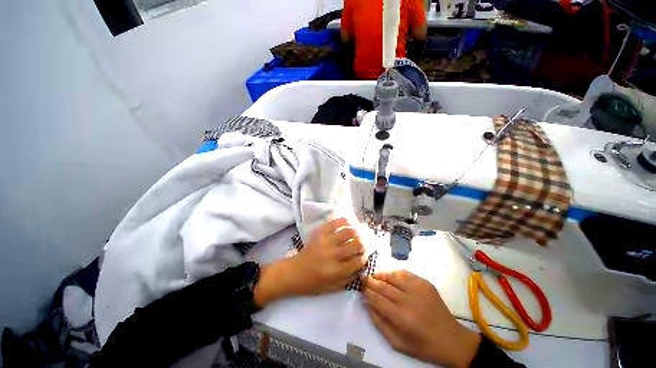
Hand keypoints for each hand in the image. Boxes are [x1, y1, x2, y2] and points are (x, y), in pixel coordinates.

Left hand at [254, 218, 365, 305]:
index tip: (365, 255)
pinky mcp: (320, 233)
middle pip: (356, 244)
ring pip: (348, 231)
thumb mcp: (332, 288)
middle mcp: (332, 254)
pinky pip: (335, 222)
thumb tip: (362, 265)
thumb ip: (349, 279)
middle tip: (365, 243)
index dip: (365, 257)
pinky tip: (349, 223)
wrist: (293, 272)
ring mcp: (326, 241)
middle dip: (364, 243)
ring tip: (359, 232)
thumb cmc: (312, 283)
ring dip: (357, 231)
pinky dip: (345, 221)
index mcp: (336, 271)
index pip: (358, 260)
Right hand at [363, 270, 481, 367]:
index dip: (367, 293)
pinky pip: (405, 273)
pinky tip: (389, 275)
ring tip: (374, 275)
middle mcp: (409, 300)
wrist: (452, 340)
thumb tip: (367, 304)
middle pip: (384, 286)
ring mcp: (418, 289)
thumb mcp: (398, 343)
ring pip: (393, 276)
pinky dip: (395, 273)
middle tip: (363, 278)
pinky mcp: (425, 283)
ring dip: (381, 274)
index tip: (361, 289)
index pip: (377, 299)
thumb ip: (379, 323)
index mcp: (402, 318)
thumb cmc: (423, 345)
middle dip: (371, 281)